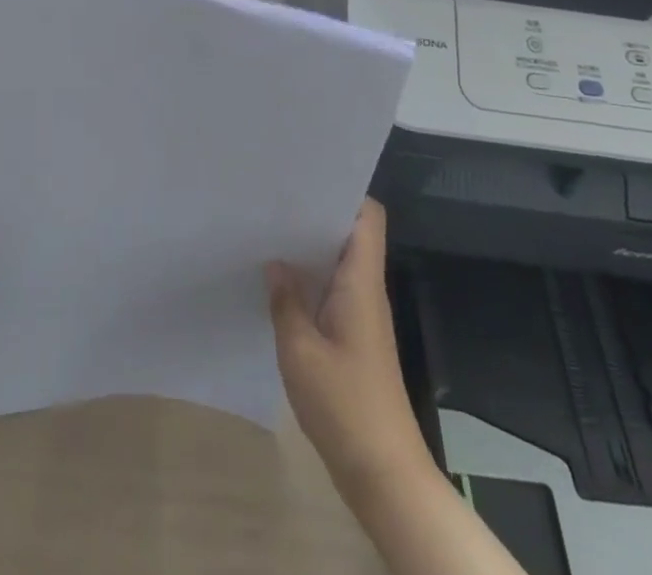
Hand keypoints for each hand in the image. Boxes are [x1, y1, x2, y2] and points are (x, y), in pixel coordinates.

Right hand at [265, 199, 437, 507]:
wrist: (383, 473)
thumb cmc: (345, 404)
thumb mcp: (300, 351)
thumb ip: (285, 301)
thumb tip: (275, 262)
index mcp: (361, 282)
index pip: (368, 217)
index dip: (345, 191)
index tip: (306, 179)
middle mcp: (367, 290)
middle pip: (350, 234)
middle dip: (316, 215)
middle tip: (274, 201)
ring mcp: (363, 316)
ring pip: (340, 264)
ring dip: (310, 250)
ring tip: (269, 234)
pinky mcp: (355, 339)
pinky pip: (334, 292)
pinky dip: (311, 282)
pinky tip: (280, 286)